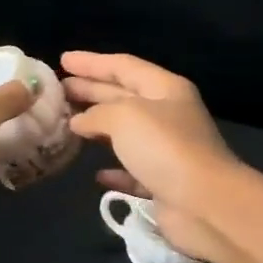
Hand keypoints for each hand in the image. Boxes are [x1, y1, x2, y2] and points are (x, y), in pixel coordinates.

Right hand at [62, 51, 239, 261]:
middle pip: (122, 95)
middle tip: (58, 89)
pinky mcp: (162, 182)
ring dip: (97, 126)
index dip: (91, 62)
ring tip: (67, 122)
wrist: (204, 203)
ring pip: (124, 132)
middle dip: (90, 90)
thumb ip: (96, 113)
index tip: (62, 60)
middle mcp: (167, 115)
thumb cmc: (164, 147)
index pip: (123, 66)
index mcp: (164, 89)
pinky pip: (132, 170)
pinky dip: (114, 169)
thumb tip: (78, 121)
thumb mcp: (124, 116)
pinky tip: (96, 173)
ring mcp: (166, 150)